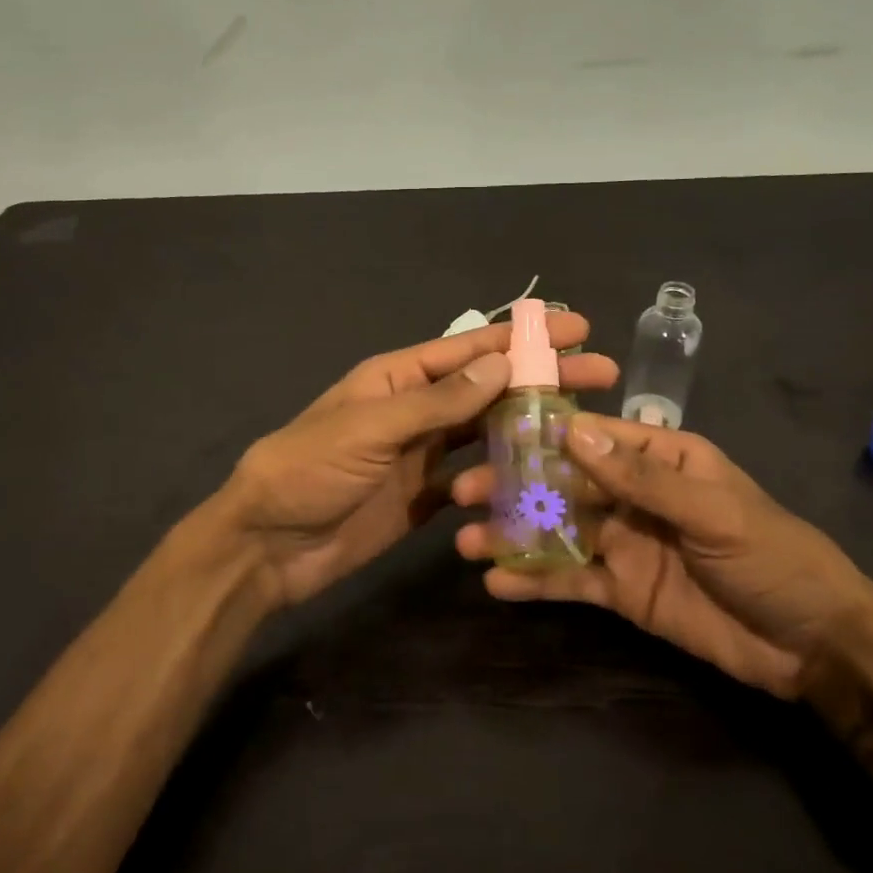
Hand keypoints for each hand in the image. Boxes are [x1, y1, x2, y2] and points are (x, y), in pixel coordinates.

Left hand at [225, 316, 617, 607]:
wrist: (268, 545)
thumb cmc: (310, 470)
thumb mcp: (371, 427)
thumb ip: (438, 401)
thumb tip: (502, 365)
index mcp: (400, 378)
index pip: (472, 349)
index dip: (525, 338)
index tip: (577, 327)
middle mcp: (417, 409)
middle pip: (490, 388)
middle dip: (543, 380)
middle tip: (604, 376)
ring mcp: (423, 454)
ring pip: (488, 433)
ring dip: (530, 428)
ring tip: (583, 432)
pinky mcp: (425, 497)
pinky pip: (475, 481)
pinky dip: (504, 481)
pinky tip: (543, 483)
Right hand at [453, 414, 872, 697]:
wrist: (814, 644)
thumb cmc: (771, 556)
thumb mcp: (711, 509)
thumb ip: (639, 477)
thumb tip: (570, 432)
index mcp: (661, 458)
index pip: (592, 435)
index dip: (542, 432)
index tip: (489, 432)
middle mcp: (634, 495)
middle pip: (564, 483)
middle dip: (515, 486)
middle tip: (462, 492)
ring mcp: (625, 544)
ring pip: (559, 532)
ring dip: (514, 534)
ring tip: (466, 541)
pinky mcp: (622, 591)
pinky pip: (571, 581)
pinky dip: (536, 582)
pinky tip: (497, 584)